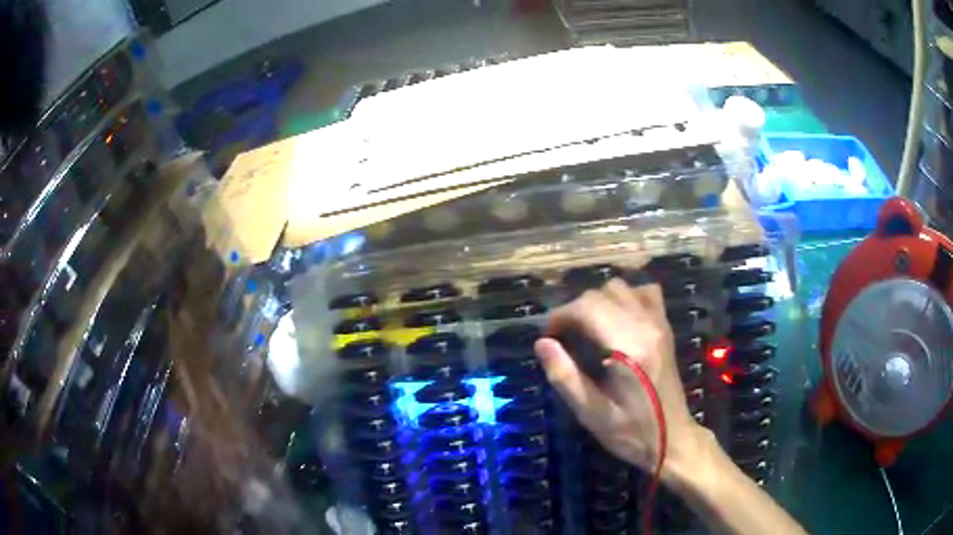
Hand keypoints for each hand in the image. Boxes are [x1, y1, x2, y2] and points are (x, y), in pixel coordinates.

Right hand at [534, 279, 709, 473]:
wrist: (673, 438)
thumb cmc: (631, 431)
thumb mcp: (592, 414)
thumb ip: (565, 377)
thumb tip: (542, 343)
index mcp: (628, 348)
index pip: (588, 307)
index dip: (561, 316)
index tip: (548, 336)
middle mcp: (647, 327)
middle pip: (603, 293)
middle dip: (576, 309)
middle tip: (564, 337)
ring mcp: (659, 324)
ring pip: (622, 288)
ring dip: (598, 301)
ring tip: (587, 328)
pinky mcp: (665, 328)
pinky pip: (645, 293)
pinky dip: (626, 297)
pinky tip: (616, 319)